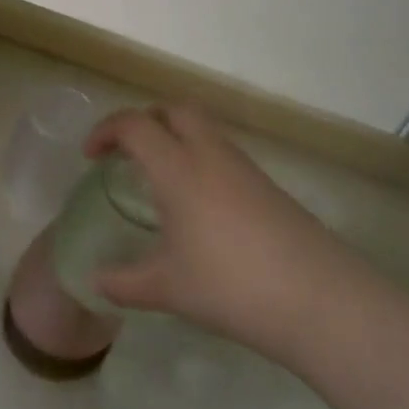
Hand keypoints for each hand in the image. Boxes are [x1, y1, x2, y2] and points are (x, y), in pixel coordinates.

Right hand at [87, 105, 355, 357]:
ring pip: (204, 130)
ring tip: (160, 181)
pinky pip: (224, 155)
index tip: (90, 156)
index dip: (106, 131)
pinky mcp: (269, 186)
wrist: (317, 298)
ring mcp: (245, 168)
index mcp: (178, 168)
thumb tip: (95, 281)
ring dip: (175, 139)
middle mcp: (211, 155)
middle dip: (145, 121)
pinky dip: (200, 161)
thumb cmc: (230, 285)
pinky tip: (199, 207)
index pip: (135, 125)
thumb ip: (124, 282)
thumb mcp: (167, 288)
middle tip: (127, 153)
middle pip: (174, 110)